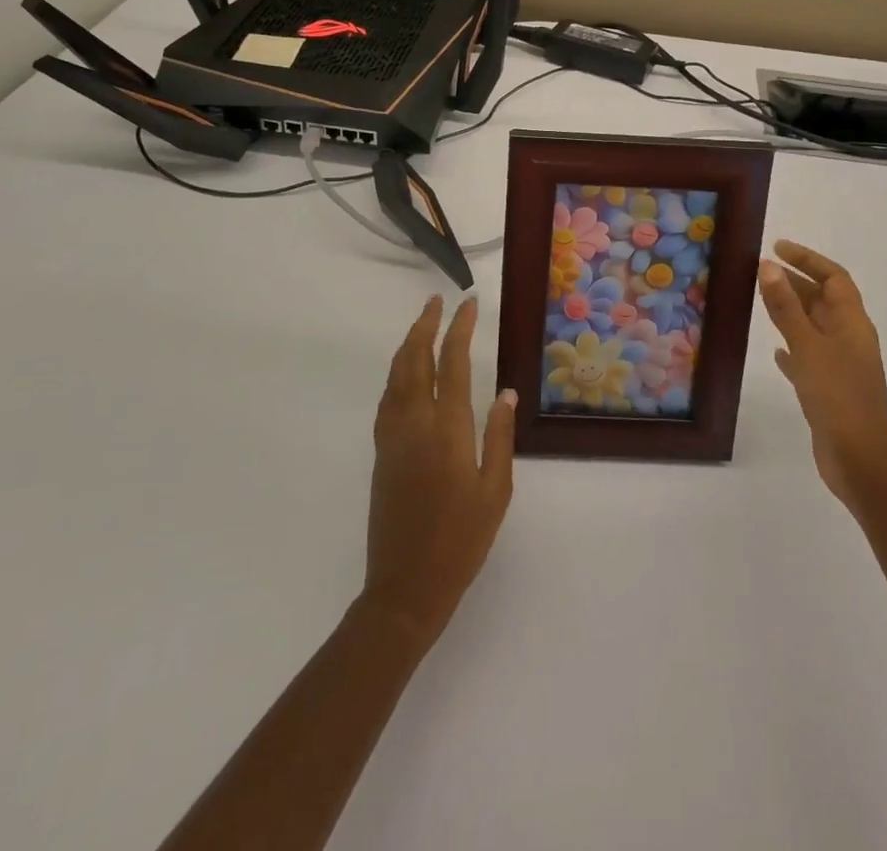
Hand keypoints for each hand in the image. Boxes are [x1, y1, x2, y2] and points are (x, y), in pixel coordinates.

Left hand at [360, 296, 516, 651]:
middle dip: (425, 325)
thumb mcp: (495, 490)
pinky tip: (405, 373)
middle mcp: (415, 422)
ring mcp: (392, 436)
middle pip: (414, 359)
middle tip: (437, 301)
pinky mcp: (381, 451)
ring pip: (395, 375)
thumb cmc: (461, 540)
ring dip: (408, 344)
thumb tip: (505, 392)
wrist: (406, 586)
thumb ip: (500, 436)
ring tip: (422, 324)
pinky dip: (396, 372)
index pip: (453, 363)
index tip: (469, 304)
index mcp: (447, 429)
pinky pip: (387, 397)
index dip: (460, 329)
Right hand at [758, 241, 886, 511]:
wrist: (859, 460)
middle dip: (796, 282)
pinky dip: (793, 347)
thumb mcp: (807, 346)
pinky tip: (776, 352)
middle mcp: (850, 339)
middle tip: (761, 272)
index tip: (777, 248)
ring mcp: (842, 366)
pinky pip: (809, 357)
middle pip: (824, 300)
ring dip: (791, 312)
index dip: (808, 259)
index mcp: (852, 323)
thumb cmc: (837, 396)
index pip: (834, 278)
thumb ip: (786, 307)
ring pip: (814, 327)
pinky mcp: (830, 390)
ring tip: (762, 301)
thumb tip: (767, 266)